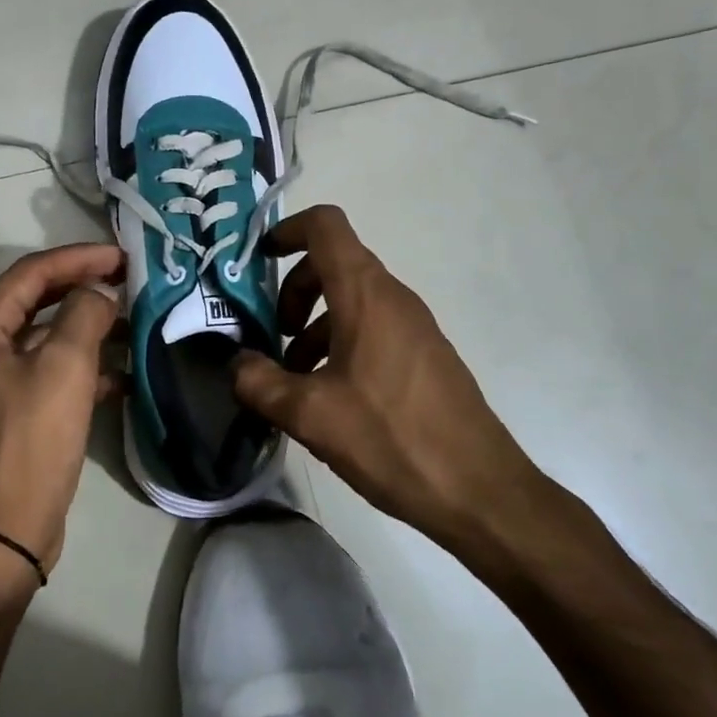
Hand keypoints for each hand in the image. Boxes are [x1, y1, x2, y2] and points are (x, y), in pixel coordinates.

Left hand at [0, 243, 123, 577]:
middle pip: (37, 301)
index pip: (32, 272)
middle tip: (128, 279)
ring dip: (89, 329)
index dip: (79, 258)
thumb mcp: (64, 368)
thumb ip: (84, 314)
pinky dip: (85, 368)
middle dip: (84, 288)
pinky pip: (52, 374)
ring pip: (48, 338)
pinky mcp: (14, 412)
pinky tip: (122, 377)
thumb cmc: (31, 441)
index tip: (122, 256)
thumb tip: (98, 293)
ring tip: (134, 324)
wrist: (4, 531)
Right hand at [232, 205, 548, 568]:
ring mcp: (414, 326)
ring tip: (293, 378)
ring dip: (314, 325)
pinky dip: (340, 343)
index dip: (287, 229)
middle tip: (272, 336)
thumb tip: (238, 364)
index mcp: (365, 295)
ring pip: (351, 301)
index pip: (326, 226)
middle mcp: (393, 298)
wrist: (479, 490)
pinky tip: (329, 397)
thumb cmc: (391, 438)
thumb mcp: (310, 414)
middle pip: (333, 264)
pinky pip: (372, 328)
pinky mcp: (424, 356)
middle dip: (293, 291)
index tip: (259, 261)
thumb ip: (260, 383)